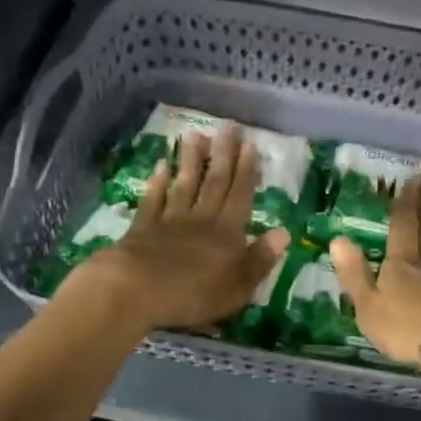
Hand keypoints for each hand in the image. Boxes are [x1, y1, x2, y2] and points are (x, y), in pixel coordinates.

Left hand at [68, 126, 289, 331]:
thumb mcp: (238, 286)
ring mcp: (169, 221)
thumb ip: (260, 259)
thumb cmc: (194, 294)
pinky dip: (157, 183)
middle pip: (214, 182)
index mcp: (227, 233)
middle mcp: (201, 219)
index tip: (250, 144)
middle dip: (223, 154)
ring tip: (196, 135)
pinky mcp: (143, 228)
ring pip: (184, 185)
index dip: (246, 171)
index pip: (240, 196)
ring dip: (191, 160)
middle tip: (228, 126)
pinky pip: (153, 200)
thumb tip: (283, 233)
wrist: (137, 290)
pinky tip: (160, 166)